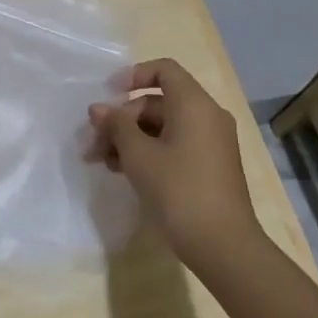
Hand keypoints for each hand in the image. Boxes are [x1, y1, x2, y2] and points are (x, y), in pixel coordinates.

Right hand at [90, 58, 260, 271]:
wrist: (224, 247)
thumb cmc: (179, 191)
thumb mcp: (138, 156)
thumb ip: (116, 126)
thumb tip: (98, 109)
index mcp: (194, 104)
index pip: (163, 70)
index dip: (132, 76)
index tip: (107, 97)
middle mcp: (207, 116)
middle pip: (158, 102)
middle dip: (122, 119)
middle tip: (94, 144)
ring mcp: (211, 143)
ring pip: (163, 126)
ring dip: (131, 139)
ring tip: (103, 163)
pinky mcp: (210, 167)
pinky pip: (175, 145)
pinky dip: (149, 152)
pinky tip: (125, 172)